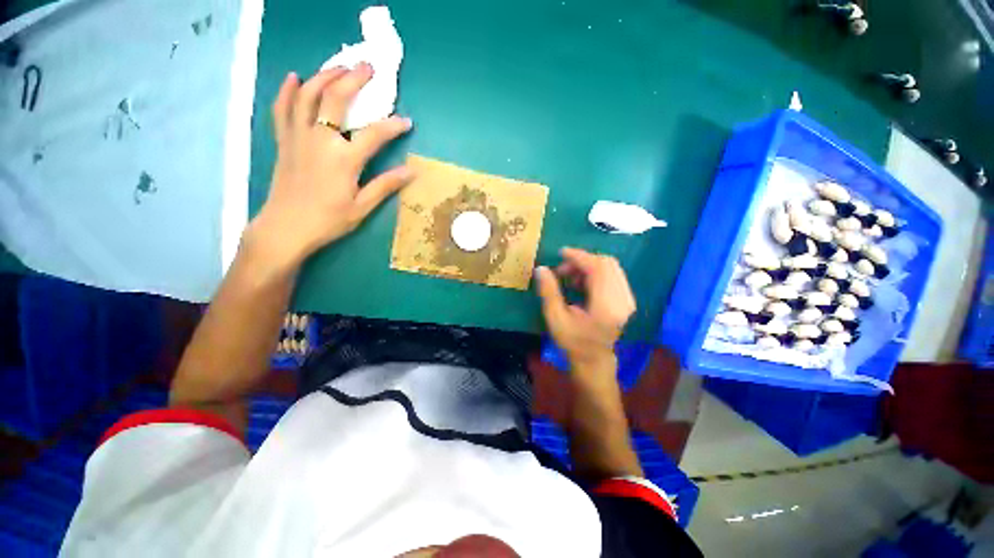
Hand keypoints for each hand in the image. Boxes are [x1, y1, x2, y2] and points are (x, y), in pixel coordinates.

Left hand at [247, 64, 414, 267]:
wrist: (286, 227)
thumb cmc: (328, 220)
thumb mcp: (362, 207)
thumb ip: (385, 185)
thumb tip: (411, 171)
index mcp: (344, 159)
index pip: (374, 134)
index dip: (393, 126)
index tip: (407, 122)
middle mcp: (320, 139)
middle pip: (337, 99)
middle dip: (354, 79)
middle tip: (368, 68)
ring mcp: (298, 136)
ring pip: (308, 94)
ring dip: (324, 76)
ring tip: (339, 67)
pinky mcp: (284, 140)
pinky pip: (282, 108)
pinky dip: (288, 90)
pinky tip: (294, 77)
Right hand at [535, 247, 635, 375]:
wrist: (593, 359)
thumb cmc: (573, 341)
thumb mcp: (555, 318)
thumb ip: (549, 292)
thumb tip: (541, 268)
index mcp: (606, 305)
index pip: (598, 268)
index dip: (579, 257)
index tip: (561, 253)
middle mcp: (622, 299)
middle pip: (607, 263)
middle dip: (582, 260)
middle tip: (562, 270)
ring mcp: (627, 298)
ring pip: (611, 267)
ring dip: (588, 266)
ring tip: (570, 278)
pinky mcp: (626, 298)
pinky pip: (612, 274)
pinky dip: (595, 272)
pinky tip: (581, 283)